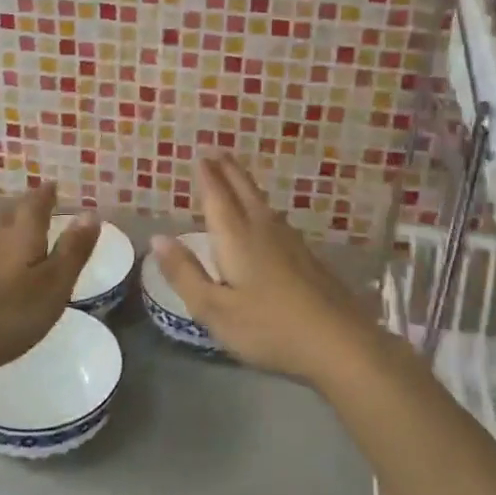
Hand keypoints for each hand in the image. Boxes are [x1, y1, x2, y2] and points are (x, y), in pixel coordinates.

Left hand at [0, 182, 99, 385]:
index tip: (53, 184)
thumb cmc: (7, 314)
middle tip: (40, 202)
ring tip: (24, 230)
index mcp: (22, 236)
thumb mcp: (53, 286)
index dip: (46, 194)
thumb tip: (90, 212)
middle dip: (27, 207)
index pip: (35, 204)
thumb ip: (72, 250)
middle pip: (12, 214)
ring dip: (12, 227)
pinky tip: (0, 266)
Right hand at [151, 155, 383, 385]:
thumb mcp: (214, 309)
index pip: (217, 198)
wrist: (338, 342)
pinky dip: (263, 207)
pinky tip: (267, 218)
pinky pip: (277, 219)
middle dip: (229, 171)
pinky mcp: (307, 258)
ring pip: (263, 203)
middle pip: (244, 192)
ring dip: (247, 185)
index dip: (208, 177)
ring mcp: (290, 243)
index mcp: (237, 239)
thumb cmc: (268, 328)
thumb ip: (184, 273)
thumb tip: (158, 238)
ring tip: (237, 176)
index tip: (200, 155)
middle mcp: (263, 231)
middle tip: (218, 151)